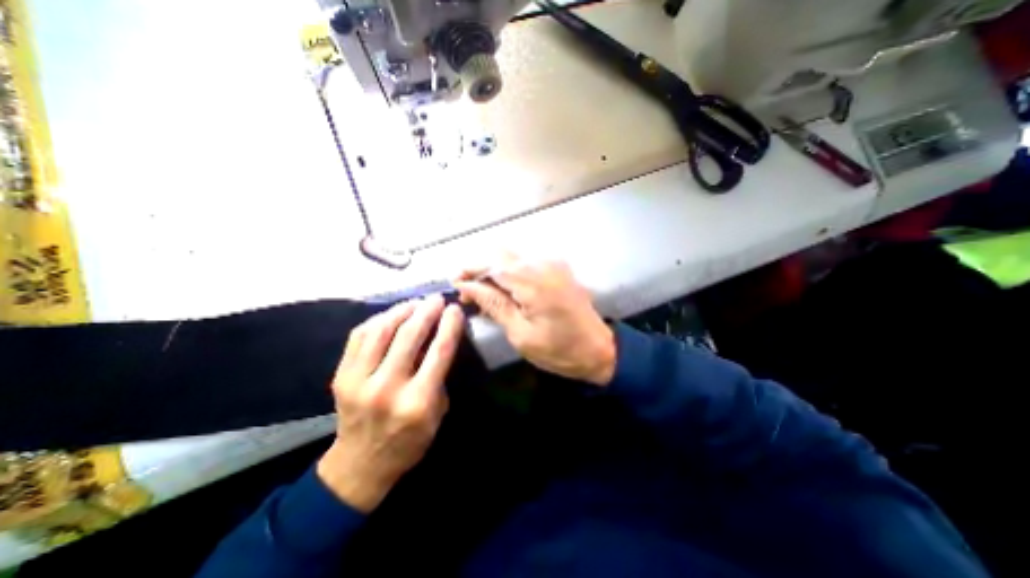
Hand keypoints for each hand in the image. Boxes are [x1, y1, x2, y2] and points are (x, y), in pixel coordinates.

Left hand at [317, 295, 464, 511]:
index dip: (449, 325)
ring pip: (381, 330)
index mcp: (418, 402)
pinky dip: (378, 320)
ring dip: (402, 310)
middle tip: (436, 299)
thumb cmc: (410, 441)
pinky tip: (391, 315)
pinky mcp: (341, 377)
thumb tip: (440, 338)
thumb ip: (439, 375)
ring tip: (415, 302)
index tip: (455, 309)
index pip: (439, 351)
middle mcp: (387, 388)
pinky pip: (359, 336)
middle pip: (409, 335)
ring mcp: (358, 381)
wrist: (360, 464)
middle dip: (427, 310)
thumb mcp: (438, 412)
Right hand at [454, 254, 613, 385]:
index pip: (491, 262)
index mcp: (533, 280)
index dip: (468, 269)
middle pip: (500, 253)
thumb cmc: (559, 349)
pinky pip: (526, 262)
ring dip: (493, 270)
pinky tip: (505, 291)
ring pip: (511, 256)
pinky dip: (509, 273)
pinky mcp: (557, 268)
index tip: (455, 283)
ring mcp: (552, 263)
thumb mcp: (520, 333)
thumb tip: (466, 286)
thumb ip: (493, 303)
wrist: (599, 349)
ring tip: (484, 295)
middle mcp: (543, 263)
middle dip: (479, 268)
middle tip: (469, 292)